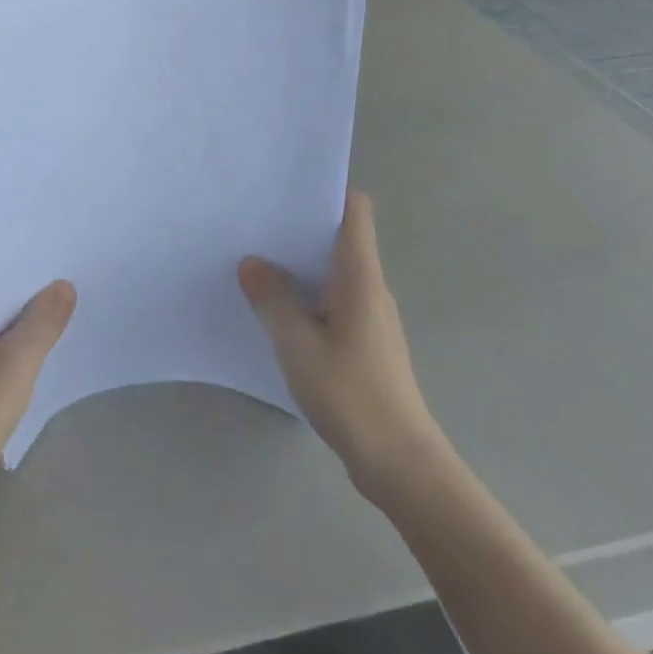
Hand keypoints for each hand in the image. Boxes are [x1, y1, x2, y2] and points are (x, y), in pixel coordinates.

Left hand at [0, 259, 75, 527]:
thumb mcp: (13, 366)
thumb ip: (42, 321)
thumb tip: (63, 285)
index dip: (9, 241)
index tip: (46, 232)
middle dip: (20, 274)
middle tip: (64, 260)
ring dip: (18, 307)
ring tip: (63, 292)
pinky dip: (11, 335)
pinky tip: (43, 337)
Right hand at [239, 193, 443, 503]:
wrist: (400, 464)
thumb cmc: (351, 393)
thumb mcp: (297, 344)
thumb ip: (272, 299)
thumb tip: (252, 262)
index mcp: (360, 275)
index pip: (355, 211)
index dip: (326, 191)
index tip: (287, 189)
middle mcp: (370, 287)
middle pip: (340, 238)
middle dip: (300, 228)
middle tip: (256, 223)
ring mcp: (371, 317)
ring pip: (334, 273)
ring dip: (301, 266)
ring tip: (258, 263)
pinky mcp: (366, 344)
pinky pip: (334, 302)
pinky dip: (308, 297)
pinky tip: (279, 312)